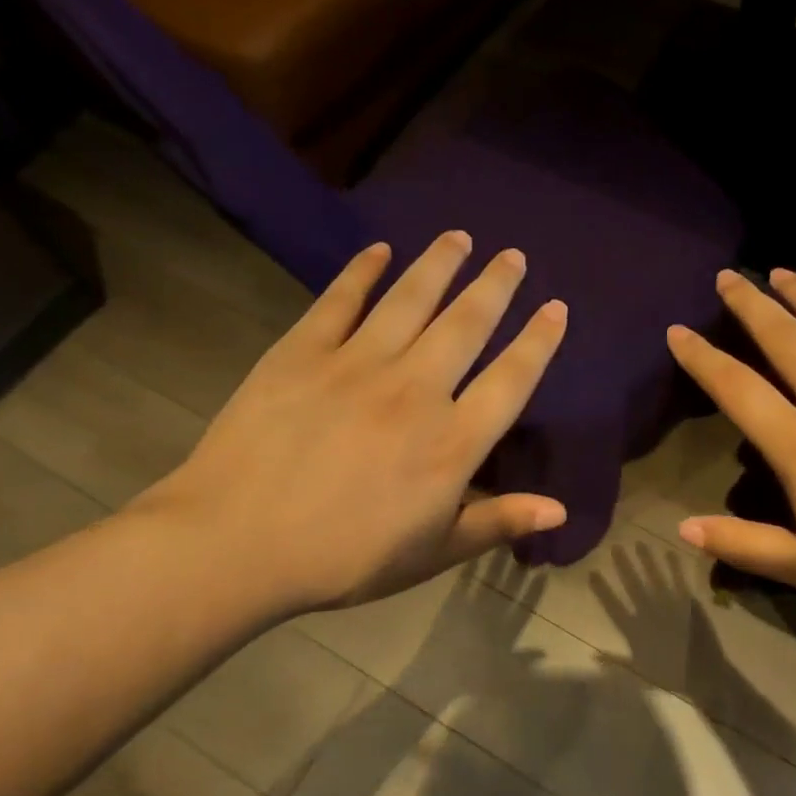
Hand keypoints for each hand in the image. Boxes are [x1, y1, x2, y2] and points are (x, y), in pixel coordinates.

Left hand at [136, 233, 567, 623]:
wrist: (235, 545)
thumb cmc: (344, 558)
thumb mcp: (432, 552)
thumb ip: (497, 522)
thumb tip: (560, 510)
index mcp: (451, 442)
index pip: (511, 379)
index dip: (538, 341)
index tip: (556, 307)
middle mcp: (415, 390)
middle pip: (467, 324)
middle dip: (496, 285)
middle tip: (513, 255)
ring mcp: (357, 364)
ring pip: (410, 300)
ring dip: (440, 264)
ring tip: (460, 237)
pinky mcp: (302, 352)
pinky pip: (340, 301)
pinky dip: (362, 272)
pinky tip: (379, 250)